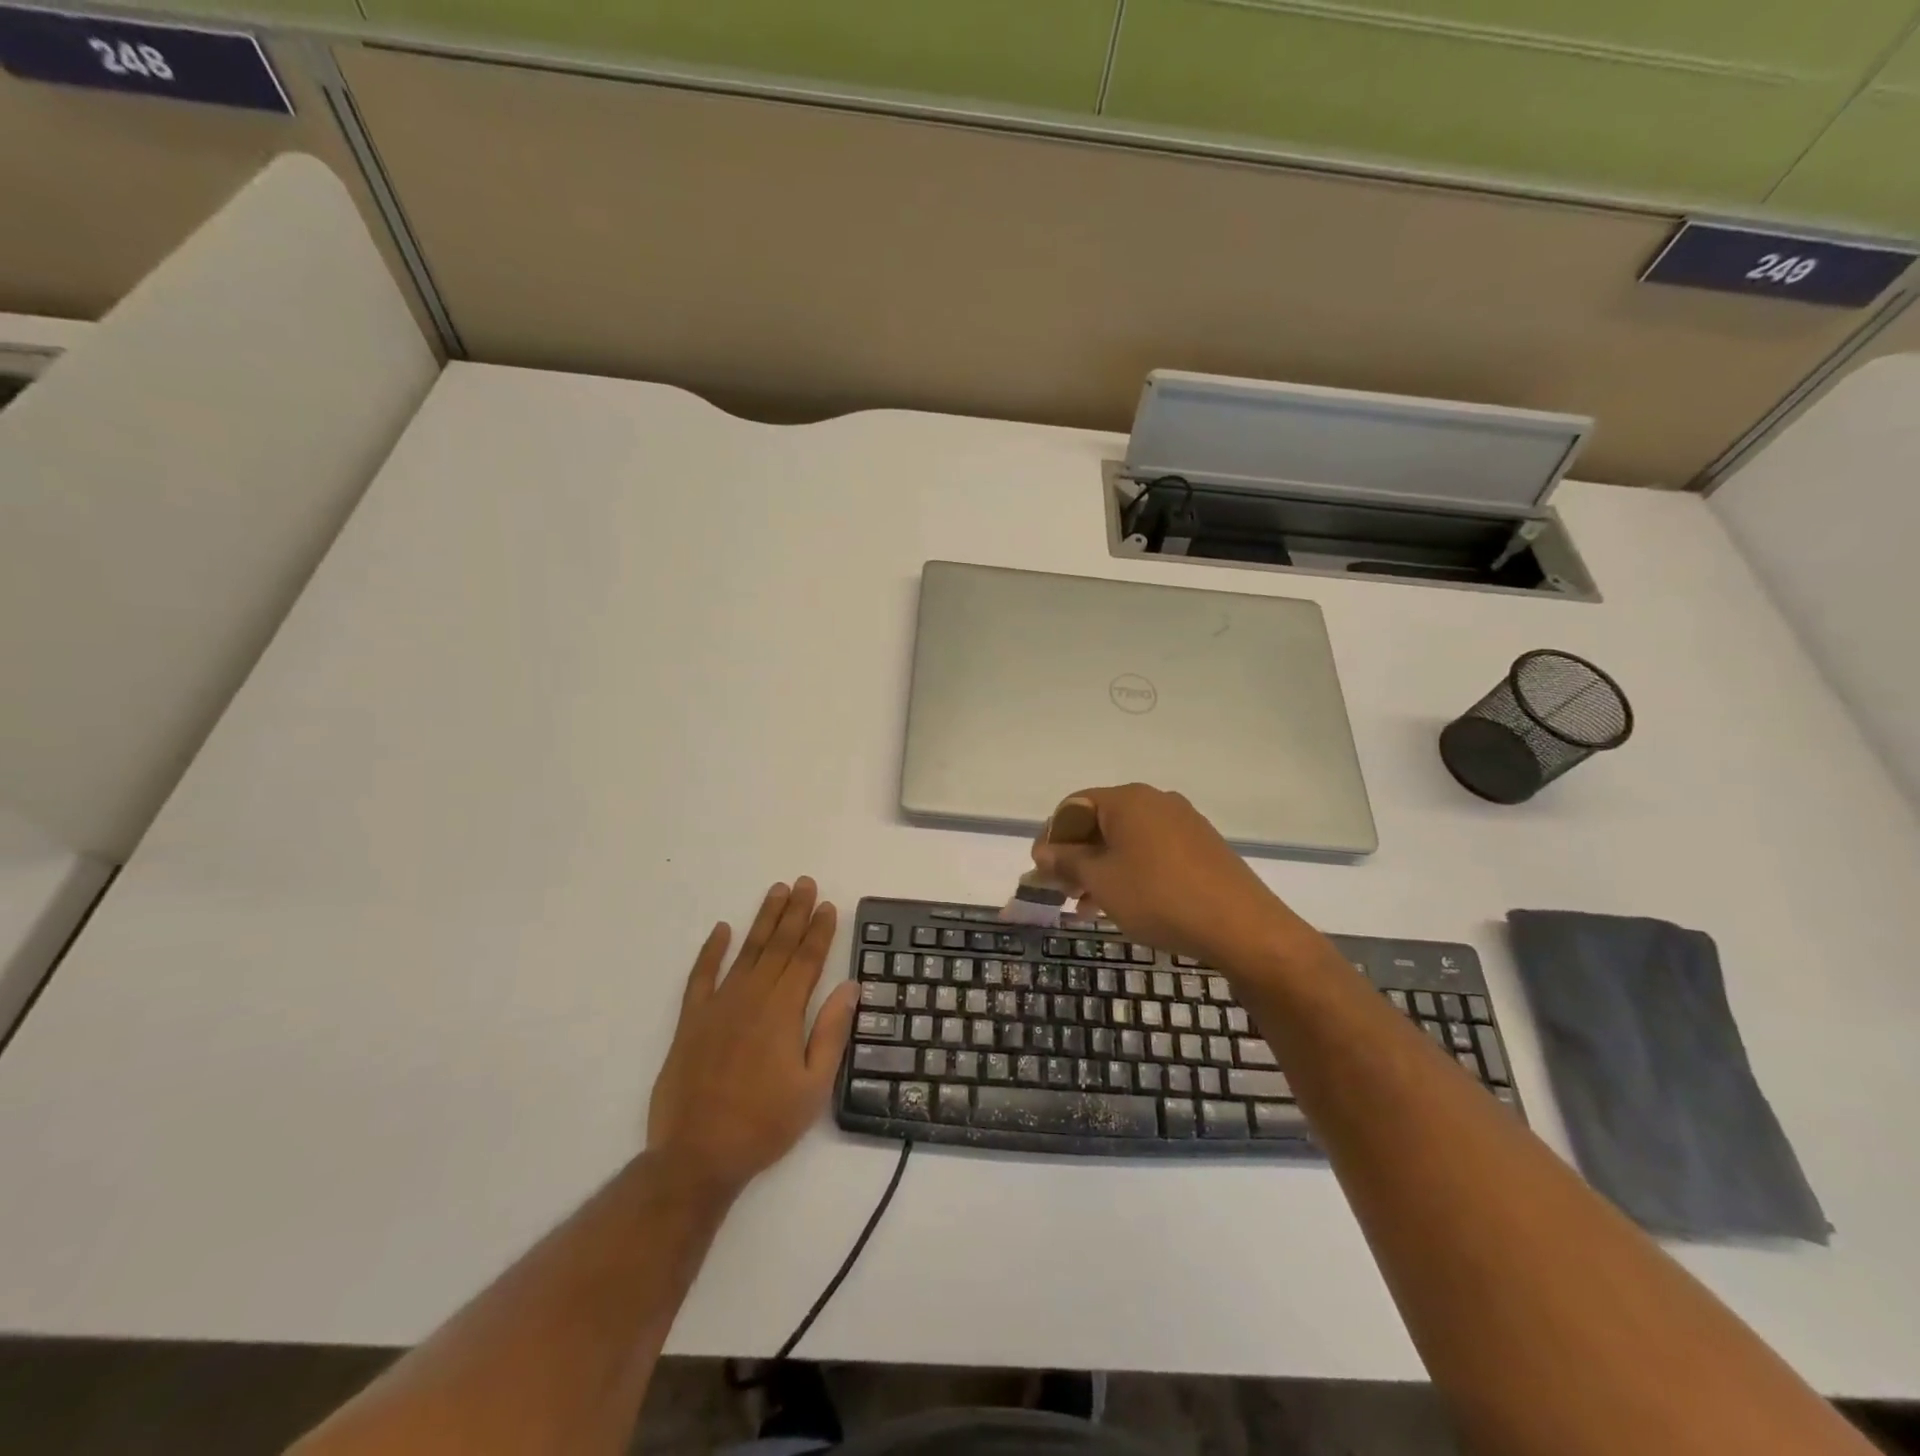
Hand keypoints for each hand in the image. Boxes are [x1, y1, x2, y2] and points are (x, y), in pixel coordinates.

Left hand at [647, 878, 857, 1197]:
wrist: (697, 1155)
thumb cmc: (764, 1124)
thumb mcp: (813, 1086)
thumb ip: (831, 1032)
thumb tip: (850, 987)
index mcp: (784, 1012)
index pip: (808, 959)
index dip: (819, 930)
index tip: (828, 905)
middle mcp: (752, 998)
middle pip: (779, 946)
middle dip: (795, 912)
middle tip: (805, 882)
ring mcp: (718, 1005)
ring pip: (747, 951)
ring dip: (763, 920)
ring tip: (776, 892)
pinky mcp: (691, 1020)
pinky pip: (701, 975)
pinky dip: (711, 951)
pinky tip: (721, 929)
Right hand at [1032, 784, 1298, 966]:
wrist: (1242, 926)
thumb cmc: (1158, 897)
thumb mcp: (1102, 881)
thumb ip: (1067, 862)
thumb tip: (1043, 852)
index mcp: (1127, 799)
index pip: (1073, 805)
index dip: (1050, 835)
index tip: (1038, 869)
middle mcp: (1155, 801)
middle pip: (1101, 821)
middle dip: (1076, 854)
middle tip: (1062, 889)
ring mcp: (1183, 823)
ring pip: (1127, 840)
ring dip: (1101, 867)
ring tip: (1087, 905)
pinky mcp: (1202, 847)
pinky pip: (1152, 851)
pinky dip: (1130, 871)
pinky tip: (1124, 903)